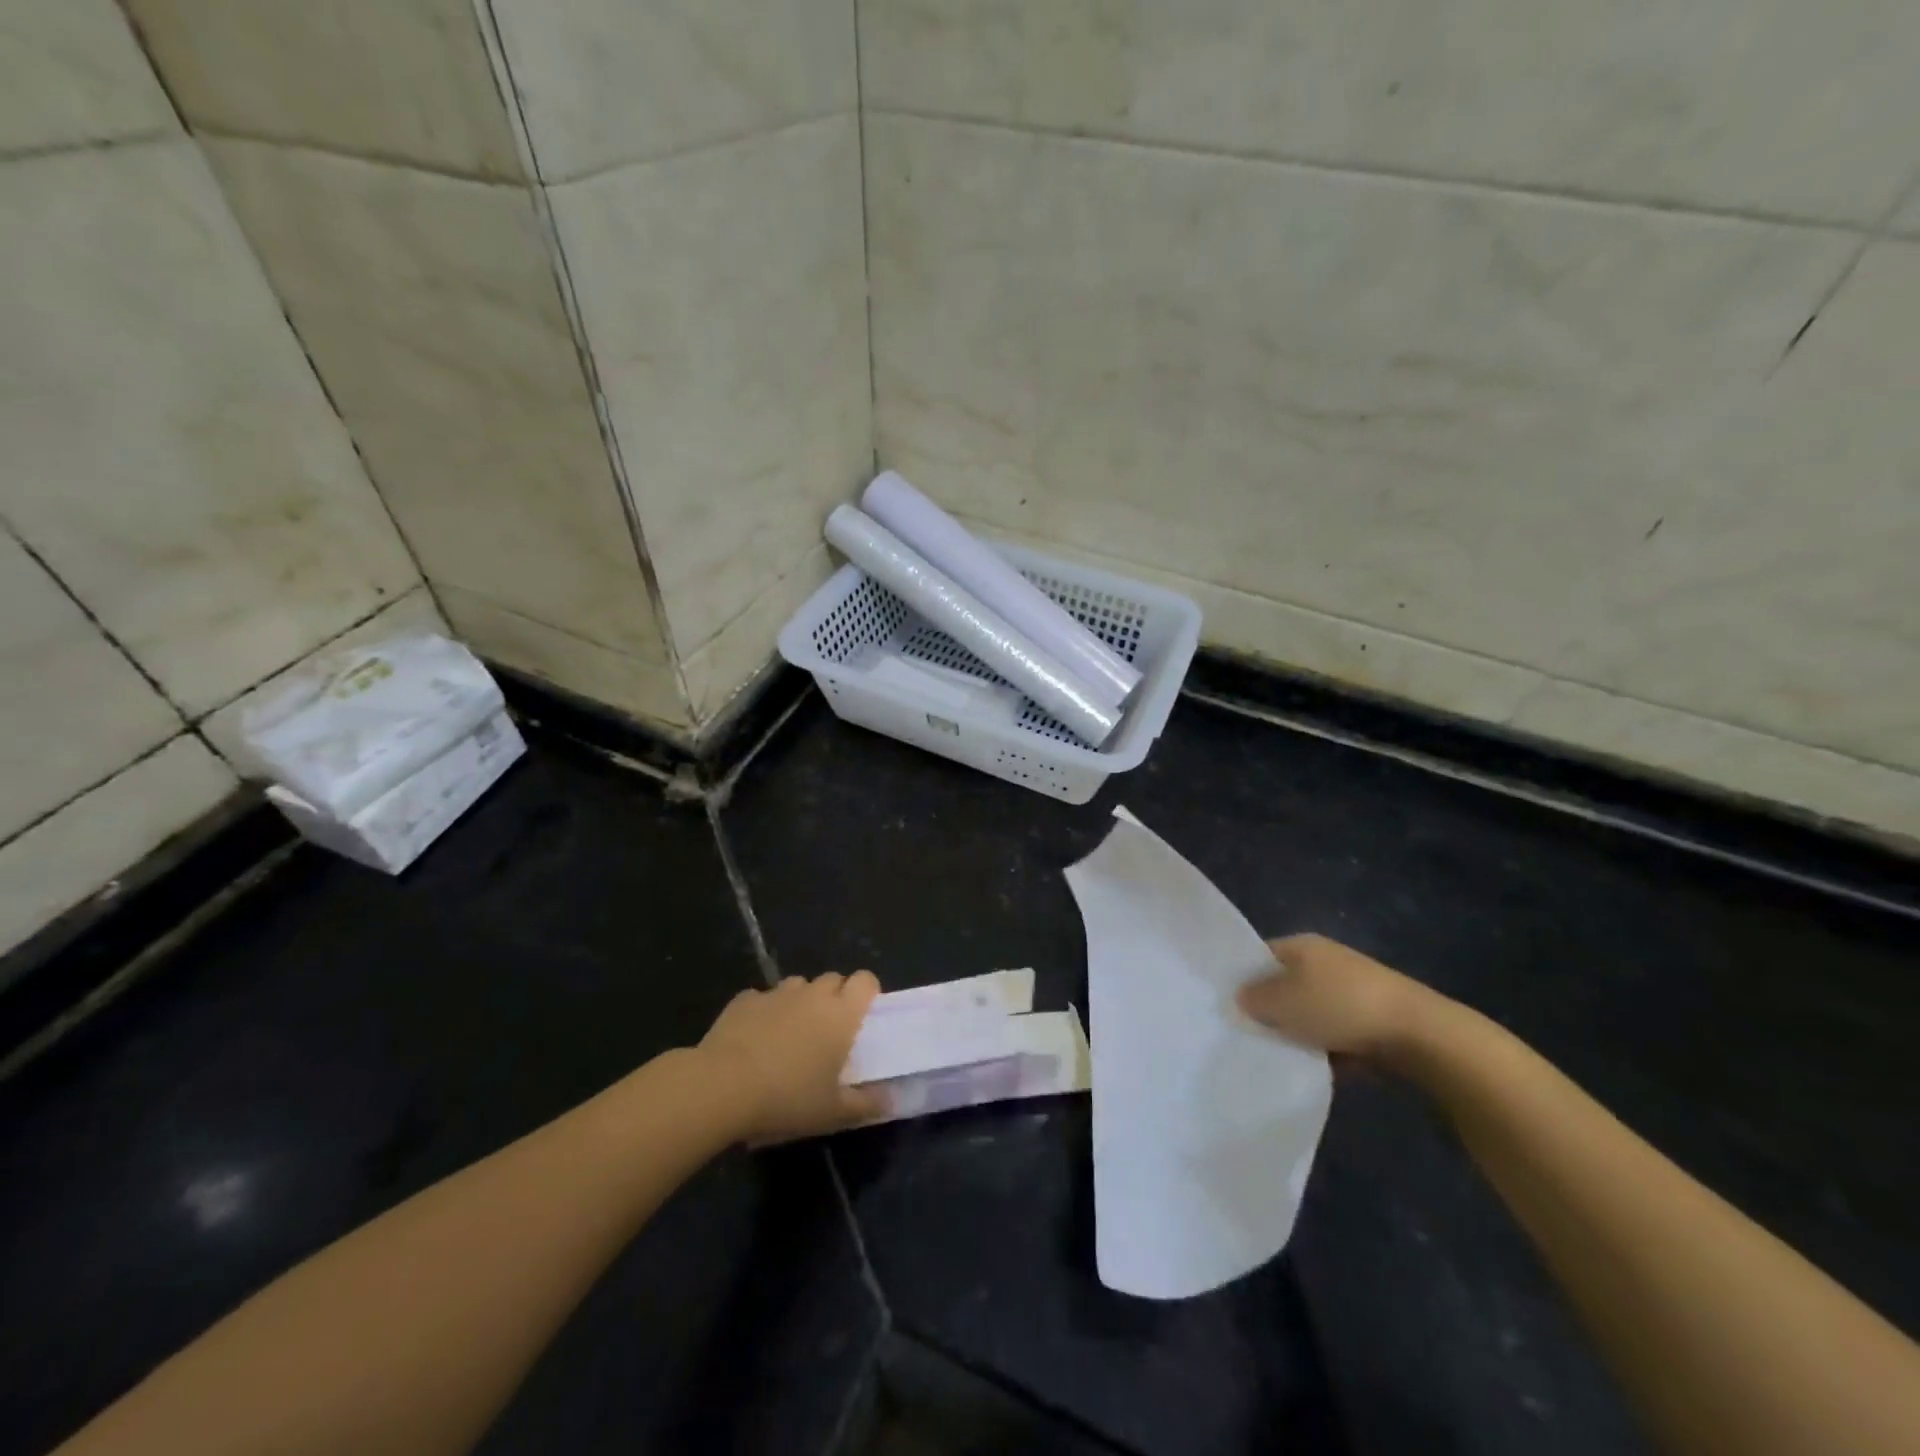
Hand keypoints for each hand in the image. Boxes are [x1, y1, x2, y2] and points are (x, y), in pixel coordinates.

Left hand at [697, 972, 884, 1142]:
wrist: (722, 1086)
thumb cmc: (787, 1097)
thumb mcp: (833, 1112)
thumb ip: (866, 1104)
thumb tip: (891, 1099)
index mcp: (841, 1013)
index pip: (866, 980)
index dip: (866, 993)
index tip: (861, 1017)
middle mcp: (812, 994)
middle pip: (833, 979)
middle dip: (834, 998)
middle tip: (827, 1033)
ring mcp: (776, 993)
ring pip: (797, 985)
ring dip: (800, 1002)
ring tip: (790, 1035)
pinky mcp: (744, 1000)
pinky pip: (762, 998)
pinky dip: (764, 1012)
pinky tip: (754, 1038)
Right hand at [1236, 934, 1451, 1067]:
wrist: (1419, 1036)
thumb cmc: (1341, 1006)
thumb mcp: (1283, 1001)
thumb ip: (1254, 999)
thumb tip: (1240, 998)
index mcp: (1302, 946)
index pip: (1260, 956)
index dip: (1242, 979)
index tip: (1226, 1007)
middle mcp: (1325, 962)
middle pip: (1284, 986)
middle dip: (1269, 1012)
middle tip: (1248, 1036)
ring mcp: (1351, 992)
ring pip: (1309, 1015)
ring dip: (1298, 1035)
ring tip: (1280, 1058)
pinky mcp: (1371, 1022)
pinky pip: (1335, 1036)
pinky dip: (1326, 1052)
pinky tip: (1316, 1070)